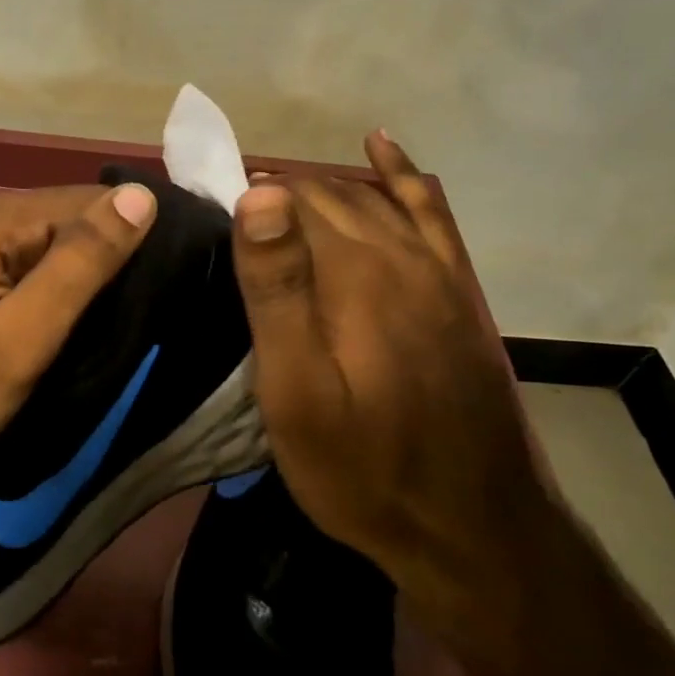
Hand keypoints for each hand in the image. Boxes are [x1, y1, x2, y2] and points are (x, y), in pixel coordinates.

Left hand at [0, 182, 157, 484]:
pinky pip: (11, 254)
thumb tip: (140, 197)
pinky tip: (51, 314)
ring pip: (38, 237)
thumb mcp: (22, 340)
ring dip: (69, 272)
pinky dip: (38, 280)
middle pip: (59, 216)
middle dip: (96, 258)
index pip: (84, 202)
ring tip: (96, 319)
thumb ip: (81, 265)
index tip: (158, 283)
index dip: (126, 239)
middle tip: (123, 315)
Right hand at [230, 131, 547, 624]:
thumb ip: (277, 289)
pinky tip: (381, 147)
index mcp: (354, 271)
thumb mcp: (298, 392)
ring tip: (272, 197)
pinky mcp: (458, 289)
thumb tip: (257, 194)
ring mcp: (437, 268)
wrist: (475, 529)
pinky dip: (402, 174)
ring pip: (369, 198)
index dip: (240, 198)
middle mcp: (399, 252)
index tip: (199, 215)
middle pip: (327, 195)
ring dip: (320, 188)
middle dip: (274, 194)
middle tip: (225, 217)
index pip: (287, 200)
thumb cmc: (364, 467)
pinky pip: (429, 211)